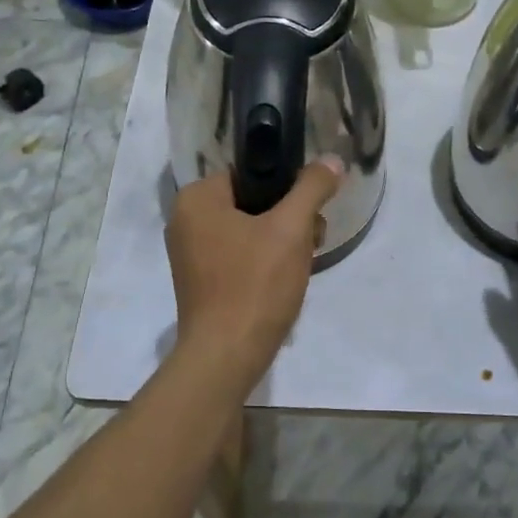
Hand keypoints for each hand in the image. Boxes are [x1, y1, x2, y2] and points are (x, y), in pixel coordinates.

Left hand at [165, 159, 342, 386]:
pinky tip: (284, 280)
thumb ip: (312, 188)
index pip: (250, 173)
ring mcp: (190, 254)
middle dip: (288, 218)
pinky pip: (239, 255)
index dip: (286, 187)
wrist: (227, 356)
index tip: (310, 211)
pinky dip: (263, 262)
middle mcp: (185, 221)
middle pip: (252, 202)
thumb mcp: (291, 229)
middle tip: (311, 239)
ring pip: (249, 230)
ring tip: (303, 263)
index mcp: (196, 199)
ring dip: (281, 241)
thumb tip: (331, 160)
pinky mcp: (201, 282)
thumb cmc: (255, 284)